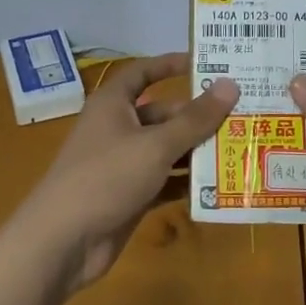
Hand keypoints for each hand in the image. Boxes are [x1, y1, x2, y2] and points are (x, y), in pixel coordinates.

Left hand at [17, 52, 238, 293]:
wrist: (63, 241)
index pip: (143, 72)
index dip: (170, 65)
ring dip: (198, 150)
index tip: (206, 63)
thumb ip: (195, 119)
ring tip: (241, 148)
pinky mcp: (130, 195)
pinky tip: (220, 184)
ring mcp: (123, 164)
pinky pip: (165, 181)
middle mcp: (118, 128)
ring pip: (166, 149)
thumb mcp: (156, 145)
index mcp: (113, 104)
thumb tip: (230, 84)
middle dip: (198, 116)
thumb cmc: (106, 177)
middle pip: (163, 114)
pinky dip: (187, 182)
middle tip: (242, 115)